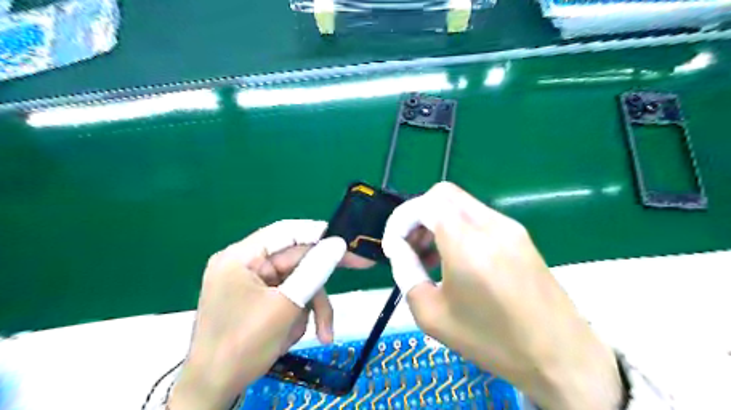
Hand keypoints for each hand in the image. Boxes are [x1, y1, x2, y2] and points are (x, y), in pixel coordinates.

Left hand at [166, 223, 368, 409]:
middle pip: (296, 261)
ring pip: (297, 283)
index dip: (318, 233)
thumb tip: (338, 243)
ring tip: (321, 333)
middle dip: (319, 284)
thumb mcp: (284, 307)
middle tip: (362, 266)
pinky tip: (291, 337)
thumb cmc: (242, 346)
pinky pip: (289, 297)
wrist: (213, 390)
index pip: (286, 232)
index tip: (346, 240)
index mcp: (241, 257)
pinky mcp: (258, 300)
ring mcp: (252, 283)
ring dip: (310, 307)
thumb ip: (313, 271)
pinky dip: (297, 316)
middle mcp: (246, 265)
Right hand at [380, 182, 617, 409]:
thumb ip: (406, 273)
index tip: (394, 247)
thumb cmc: (492, 341)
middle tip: (411, 247)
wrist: (561, 355)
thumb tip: (398, 249)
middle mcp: (489, 225)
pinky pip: (477, 216)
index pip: (424, 204)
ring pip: (459, 202)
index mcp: (467, 244)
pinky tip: (457, 258)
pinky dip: (457, 226)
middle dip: (418, 215)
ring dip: (437, 220)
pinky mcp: (519, 234)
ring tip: (431, 256)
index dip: (401, 220)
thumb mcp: (432, 315)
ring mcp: (509, 226)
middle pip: (442, 194)